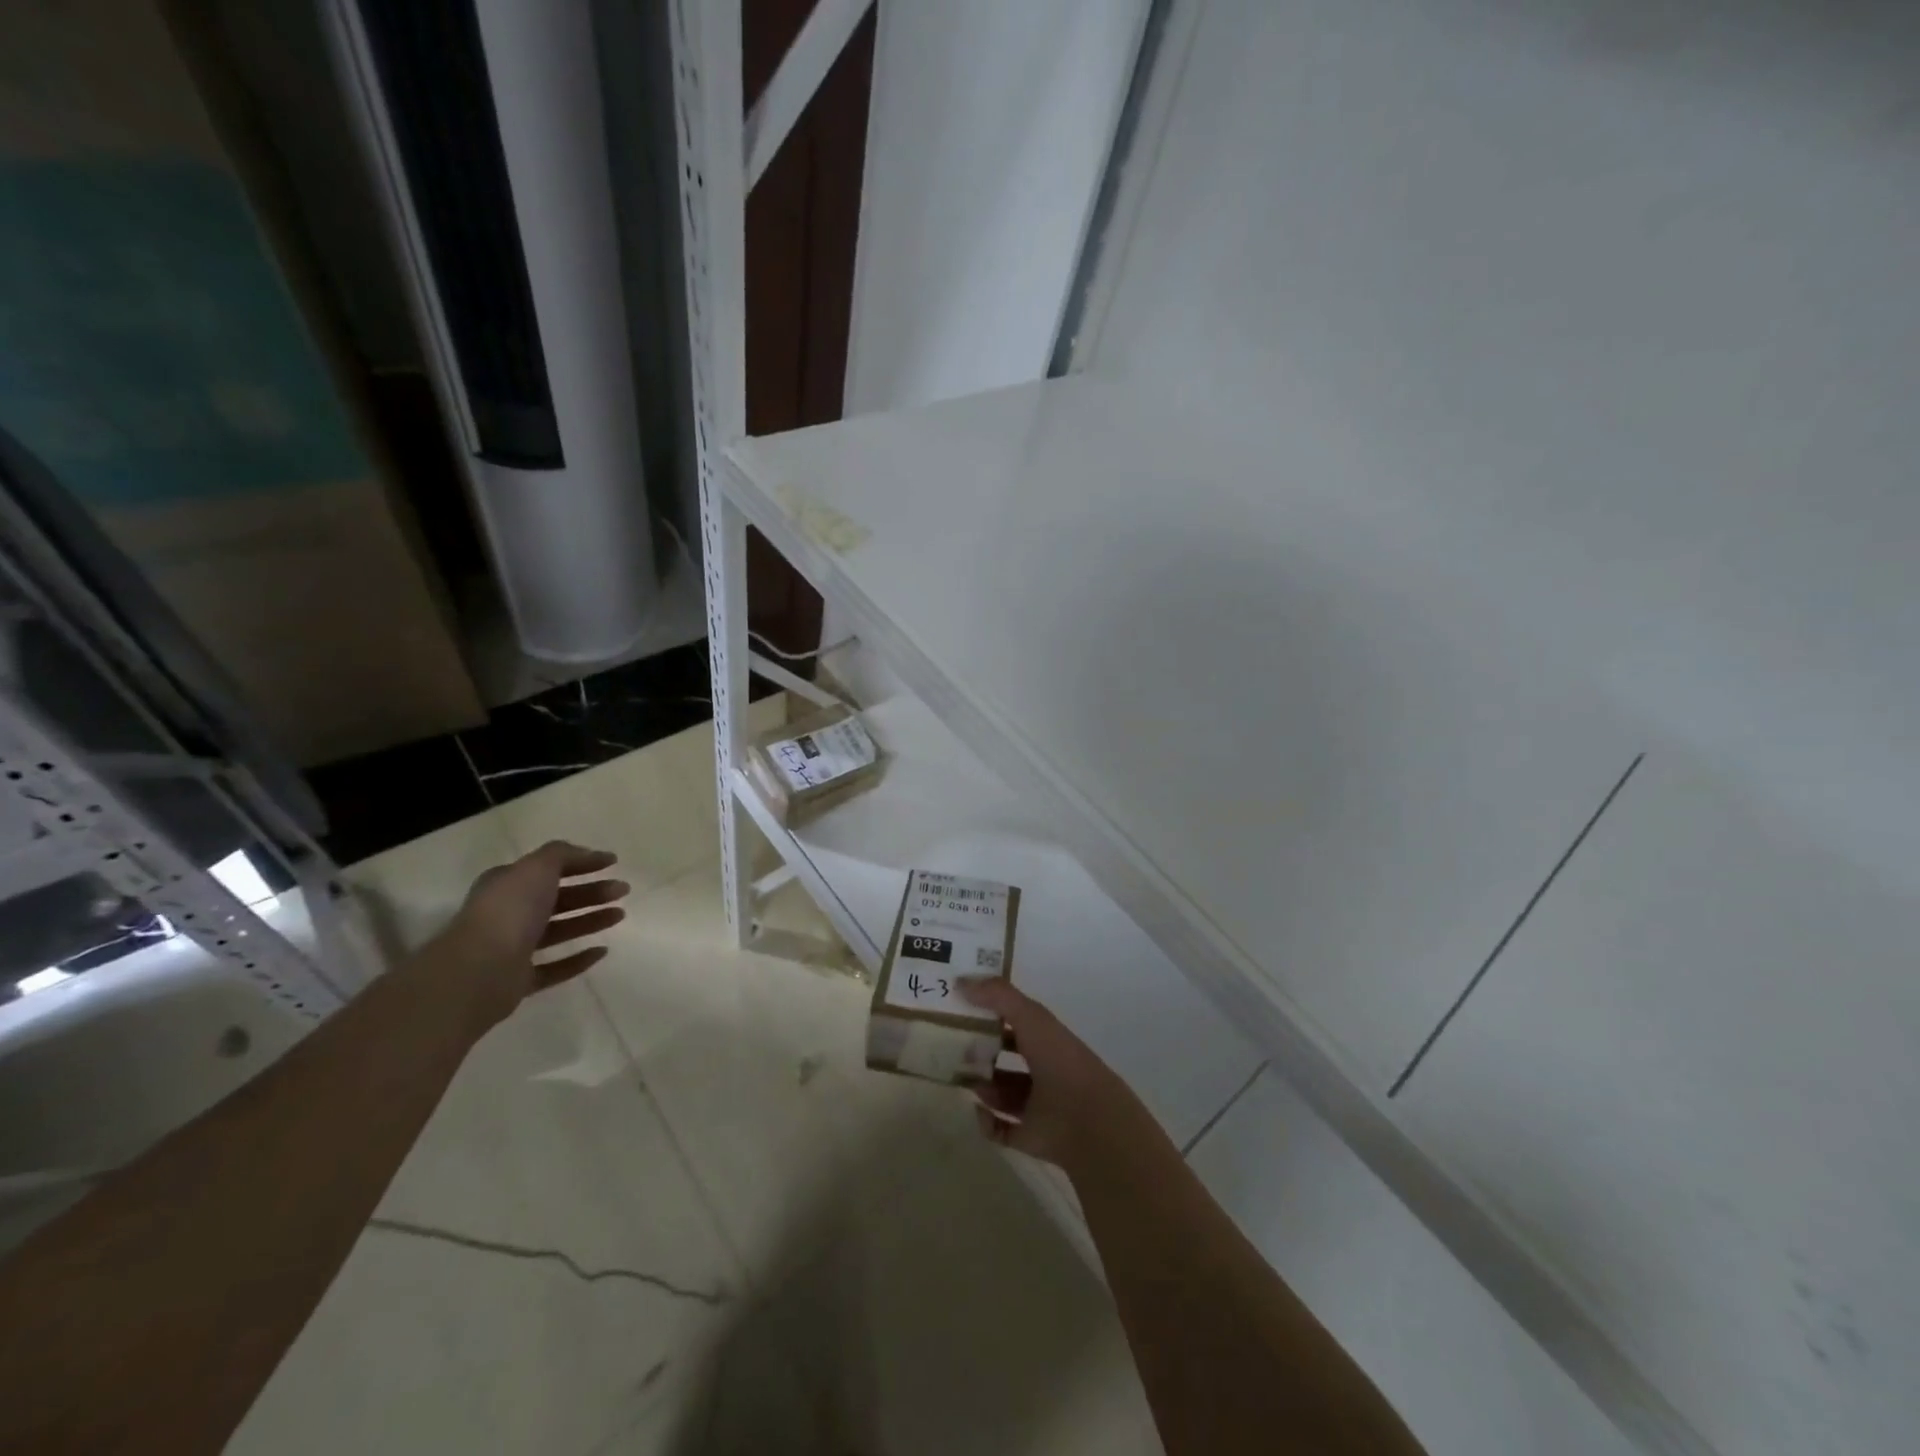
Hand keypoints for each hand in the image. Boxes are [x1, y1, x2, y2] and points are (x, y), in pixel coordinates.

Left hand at [442, 841, 629, 1028]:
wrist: (478, 970)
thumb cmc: (509, 910)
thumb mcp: (537, 867)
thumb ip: (562, 854)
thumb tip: (587, 854)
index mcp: (507, 885)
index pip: (549, 869)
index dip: (582, 862)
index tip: (613, 862)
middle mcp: (509, 914)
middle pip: (558, 899)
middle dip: (592, 892)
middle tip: (623, 890)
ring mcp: (513, 948)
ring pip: (559, 930)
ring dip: (590, 921)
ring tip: (620, 915)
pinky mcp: (520, 980)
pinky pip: (555, 967)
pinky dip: (578, 959)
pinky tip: (602, 951)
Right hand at [959, 977, 1157, 1173]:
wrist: (1089, 1123)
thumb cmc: (1061, 1062)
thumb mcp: (1031, 1018)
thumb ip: (999, 996)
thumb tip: (960, 981)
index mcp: (1048, 1040)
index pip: (1017, 1021)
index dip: (993, 1012)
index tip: (962, 1008)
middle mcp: (1044, 1070)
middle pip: (1008, 1057)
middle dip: (982, 1051)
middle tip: (953, 1046)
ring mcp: (1038, 1105)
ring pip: (1003, 1093)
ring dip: (981, 1085)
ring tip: (959, 1078)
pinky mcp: (1030, 1137)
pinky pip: (1001, 1129)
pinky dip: (986, 1122)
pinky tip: (976, 1110)